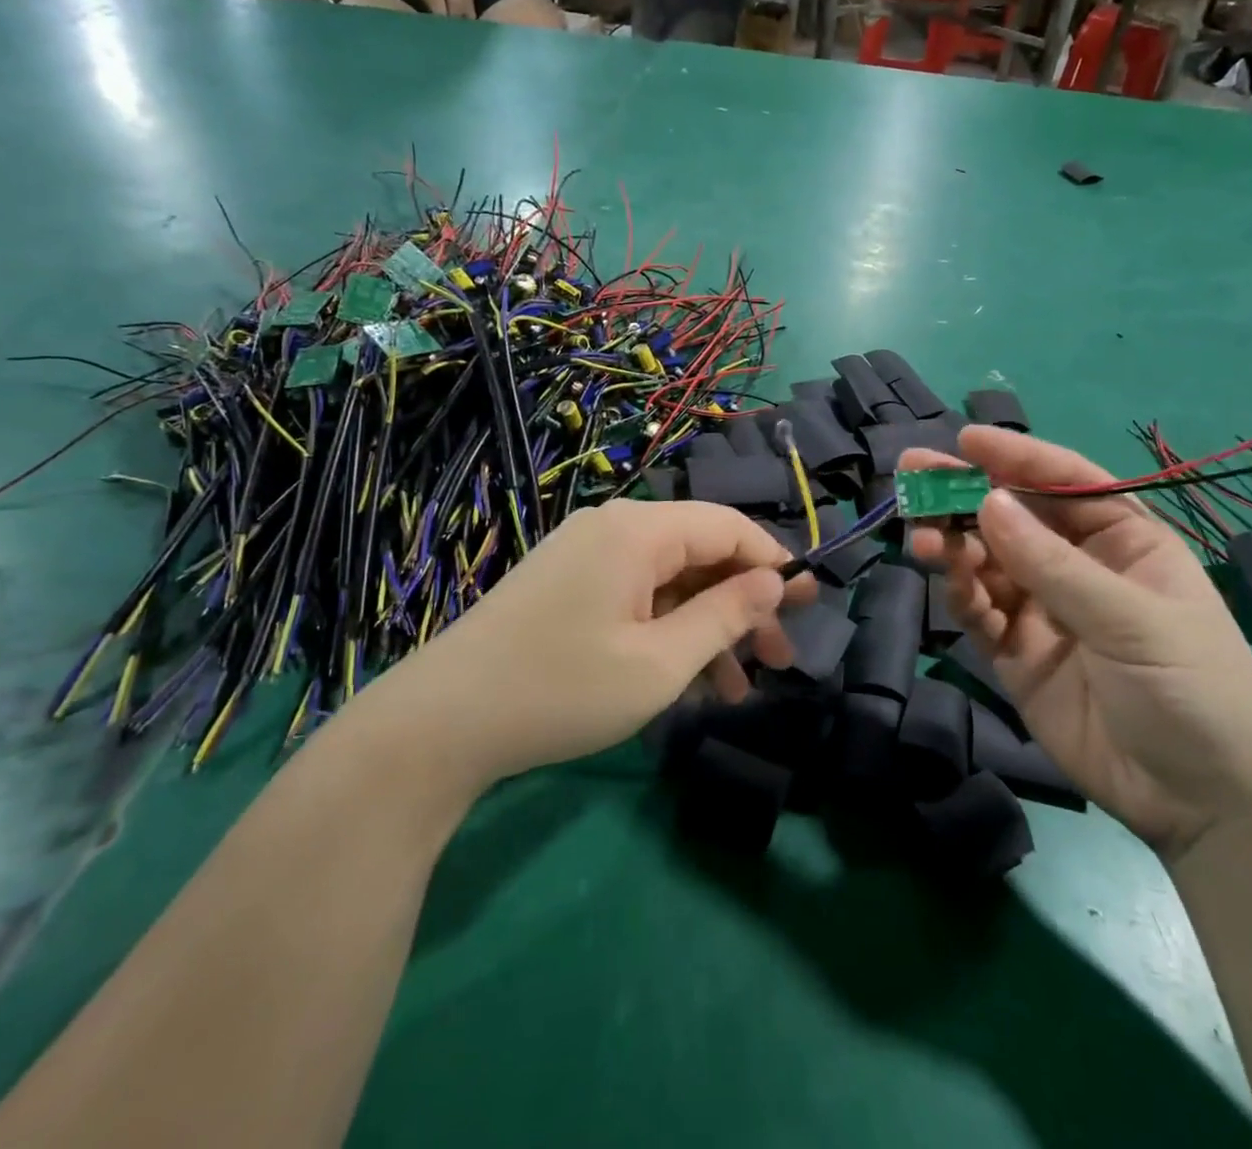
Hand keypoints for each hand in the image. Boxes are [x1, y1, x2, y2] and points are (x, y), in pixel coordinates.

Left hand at [370, 500, 812, 791]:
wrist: (441, 724)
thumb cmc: (562, 690)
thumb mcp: (660, 663)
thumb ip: (725, 616)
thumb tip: (775, 581)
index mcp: (638, 531)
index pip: (728, 527)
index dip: (774, 563)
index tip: (810, 603)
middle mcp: (614, 529)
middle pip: (700, 554)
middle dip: (744, 605)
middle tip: (782, 658)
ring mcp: (587, 557)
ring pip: (671, 581)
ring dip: (709, 628)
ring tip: (741, 688)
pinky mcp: (569, 586)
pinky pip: (638, 597)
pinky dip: (669, 632)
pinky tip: (691, 683)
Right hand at [904, 427, 1251, 862]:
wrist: (1200, 803)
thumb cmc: (1191, 688)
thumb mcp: (1130, 618)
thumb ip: (1051, 564)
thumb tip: (987, 502)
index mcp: (1123, 541)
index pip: (1064, 483)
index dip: (1015, 457)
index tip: (964, 441)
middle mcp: (1077, 566)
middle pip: (1013, 516)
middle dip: (964, 494)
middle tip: (912, 474)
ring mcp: (1043, 609)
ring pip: (987, 561)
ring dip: (953, 544)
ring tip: (922, 538)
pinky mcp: (1016, 652)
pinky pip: (980, 611)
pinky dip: (962, 595)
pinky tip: (950, 586)